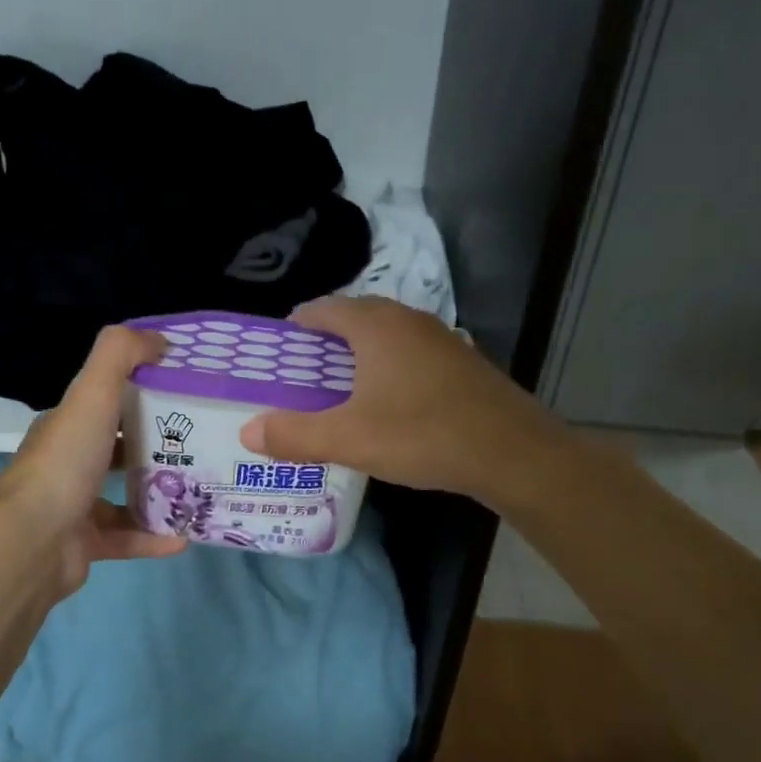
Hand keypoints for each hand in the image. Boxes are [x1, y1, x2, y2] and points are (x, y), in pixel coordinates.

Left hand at [0, 325, 185, 594]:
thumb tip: (158, 339)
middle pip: (116, 449)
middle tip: (201, 444)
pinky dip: (154, 537)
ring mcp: (73, 507)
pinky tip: (185, 537)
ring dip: (159, 494)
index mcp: (65, 427)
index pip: (104, 403)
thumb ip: (121, 355)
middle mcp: (66, 464)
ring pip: (123, 496)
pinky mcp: (84, 545)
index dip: (141, 394)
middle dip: (156, 446)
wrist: (33, 543)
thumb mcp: (92, 394)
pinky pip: (126, 538)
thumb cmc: (65, 463)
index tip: (184, 394)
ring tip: (200, 490)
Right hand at [238, 296, 555, 501]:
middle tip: (301, 375)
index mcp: (376, 326)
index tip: (276, 353)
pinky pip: (410, 354)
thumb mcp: (349, 440)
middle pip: (355, 318)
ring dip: (358, 355)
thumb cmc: (423, 435)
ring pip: (386, 336)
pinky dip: (388, 368)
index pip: (323, 308)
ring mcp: (440, 340)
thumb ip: (295, 435)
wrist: (513, 453)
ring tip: (338, 390)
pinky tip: (387, 403)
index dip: (295, 326)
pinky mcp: (461, 363)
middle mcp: (408, 321)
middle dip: (324, 342)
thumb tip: (247, 432)